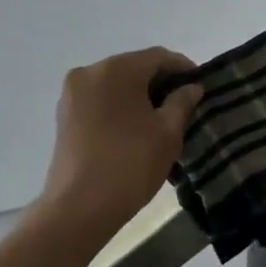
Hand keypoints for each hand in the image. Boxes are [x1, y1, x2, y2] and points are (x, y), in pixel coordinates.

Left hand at [37, 48, 202, 240]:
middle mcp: (90, 72)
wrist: (78, 209)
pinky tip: (136, 127)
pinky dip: (120, 106)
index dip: (183, 68)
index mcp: (117, 69)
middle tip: (185, 102)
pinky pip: (100, 100)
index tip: (201, 85)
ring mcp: (72, 94)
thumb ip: (182, 102)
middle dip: (161, 81)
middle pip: (134, 67)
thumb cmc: (130, 164)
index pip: (159, 57)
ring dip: (139, 94)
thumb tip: (191, 88)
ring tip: (162, 117)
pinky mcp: (64, 116)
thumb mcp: (168, 133)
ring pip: (115, 84)